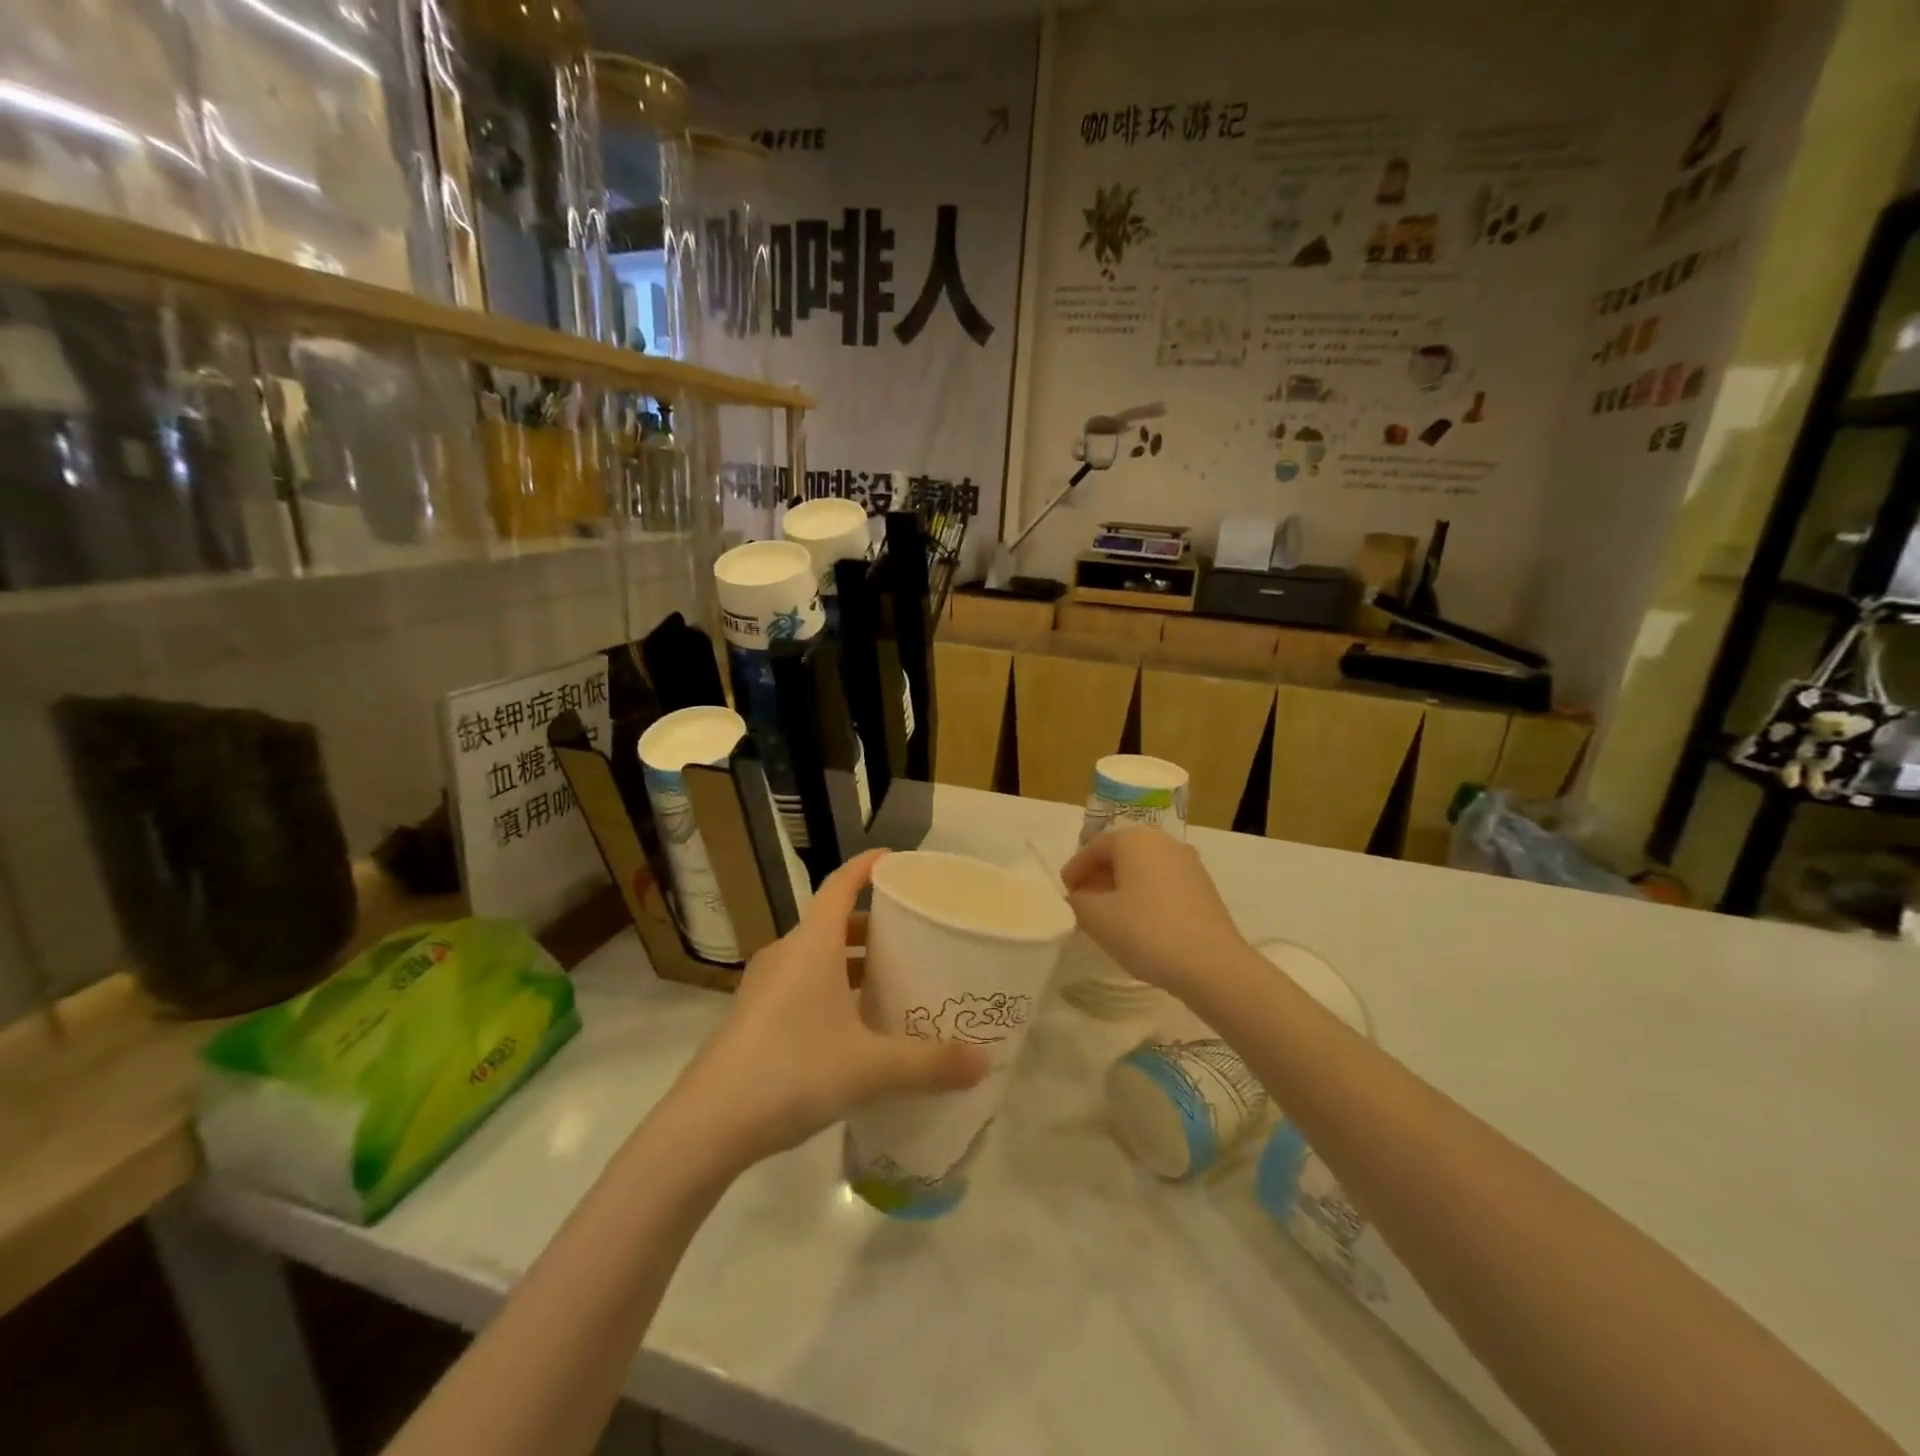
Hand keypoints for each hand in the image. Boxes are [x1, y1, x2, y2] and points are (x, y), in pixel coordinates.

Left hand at [668, 850, 988, 1170]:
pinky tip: (852, 1027)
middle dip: (870, 925)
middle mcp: (786, 954)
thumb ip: (928, 1063)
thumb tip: (984, 1063)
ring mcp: (764, 986)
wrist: (707, 1125)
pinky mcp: (752, 1017)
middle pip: (831, 921)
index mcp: (812, 944)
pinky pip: (800, 984)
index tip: (895, 860)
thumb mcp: (870, 1068)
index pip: (839, 884)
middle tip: (910, 937)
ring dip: (850, 961)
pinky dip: (829, 988)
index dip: (867, 866)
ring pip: (815, 956)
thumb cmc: (792, 1071)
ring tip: (888, 981)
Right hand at [1060, 830, 1246, 997]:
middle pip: (1121, 854)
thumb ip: (1079, 901)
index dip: (1076, 869)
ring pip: (1144, 869)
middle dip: (1099, 876)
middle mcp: (1163, 842)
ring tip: (1110, 915)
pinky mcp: (1204, 888)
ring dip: (1123, 887)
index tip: (1065, 892)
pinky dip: (1145, 896)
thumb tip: (1081, 895)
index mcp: (1134, 839)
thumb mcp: (1097, 918)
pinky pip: (1163, 883)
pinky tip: (1139, 923)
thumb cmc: (1146, 932)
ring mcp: (1189, 864)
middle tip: (1083, 902)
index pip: (1095, 847)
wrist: (1212, 965)